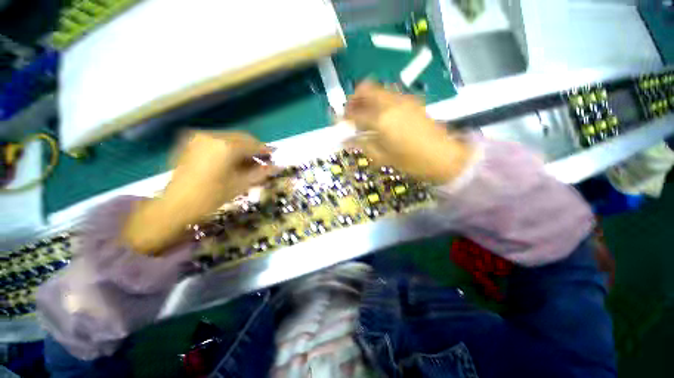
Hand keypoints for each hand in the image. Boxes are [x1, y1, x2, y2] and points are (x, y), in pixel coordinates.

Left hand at [167, 131, 274, 208]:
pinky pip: (215, 140)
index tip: (273, 156)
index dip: (265, 150)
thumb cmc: (212, 197)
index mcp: (226, 146)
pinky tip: (229, 160)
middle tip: (260, 161)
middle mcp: (212, 136)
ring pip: (228, 137)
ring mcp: (199, 137)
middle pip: (241, 137)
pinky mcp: (189, 141)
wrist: (175, 205)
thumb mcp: (240, 185)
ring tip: (245, 162)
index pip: (253, 144)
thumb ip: (260, 173)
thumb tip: (277, 167)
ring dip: (240, 148)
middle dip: (253, 148)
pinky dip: (227, 147)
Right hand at [344, 82, 471, 183]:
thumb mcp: (383, 157)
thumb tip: (347, 140)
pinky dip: (379, 101)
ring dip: (367, 99)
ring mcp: (403, 99)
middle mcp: (391, 103)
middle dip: (353, 99)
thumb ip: (363, 145)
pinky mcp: (412, 101)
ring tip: (364, 115)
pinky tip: (381, 116)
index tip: (338, 122)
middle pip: (366, 89)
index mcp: (381, 120)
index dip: (344, 117)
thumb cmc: (411, 162)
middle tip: (350, 113)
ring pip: (378, 89)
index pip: (355, 113)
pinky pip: (390, 95)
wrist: (444, 157)